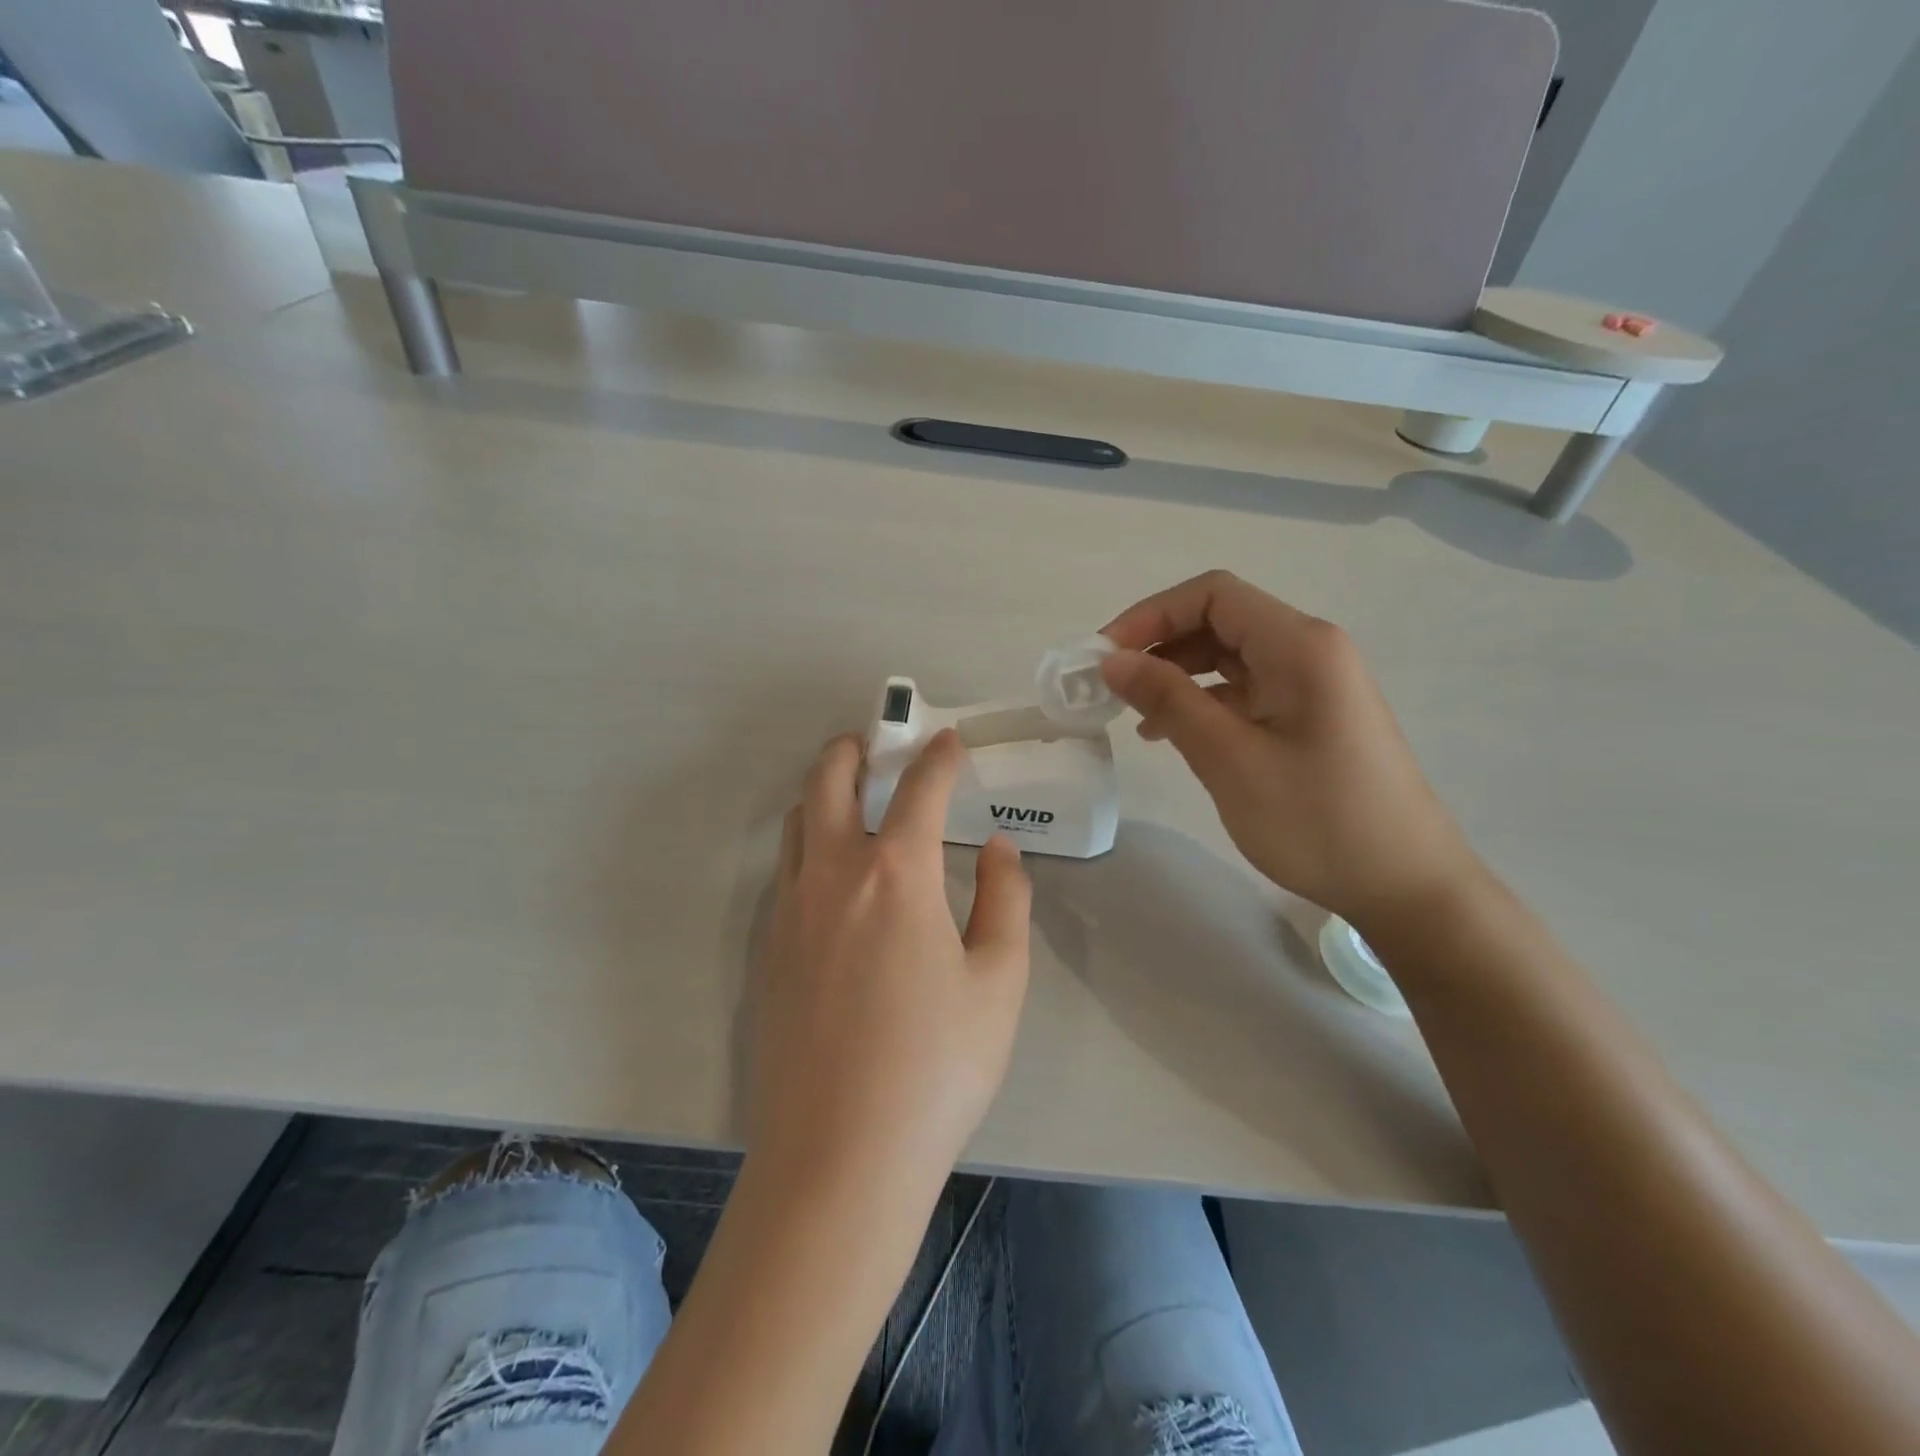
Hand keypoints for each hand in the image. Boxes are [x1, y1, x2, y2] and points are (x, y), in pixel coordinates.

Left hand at [747, 730, 1030, 1195]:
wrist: (838, 1158)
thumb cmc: (936, 1068)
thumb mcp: (999, 982)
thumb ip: (1005, 900)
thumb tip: (996, 848)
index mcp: (895, 875)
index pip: (918, 790)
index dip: (938, 757)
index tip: (949, 740)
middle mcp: (831, 876)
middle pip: (828, 782)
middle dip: (853, 751)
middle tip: (875, 745)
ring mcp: (788, 912)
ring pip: (798, 824)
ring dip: (824, 794)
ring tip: (854, 801)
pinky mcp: (766, 950)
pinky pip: (785, 872)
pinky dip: (810, 846)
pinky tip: (834, 879)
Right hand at [1100, 570, 1480, 928]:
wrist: (1406, 886)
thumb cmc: (1317, 820)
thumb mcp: (1230, 758)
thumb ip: (1169, 700)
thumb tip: (1112, 660)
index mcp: (1299, 646)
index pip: (1212, 595)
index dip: (1151, 614)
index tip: (1105, 656)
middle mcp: (1310, 650)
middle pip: (1220, 620)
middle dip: (1159, 644)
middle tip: (1109, 685)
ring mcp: (1313, 684)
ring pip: (1229, 656)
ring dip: (1177, 674)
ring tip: (1133, 713)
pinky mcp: (1310, 716)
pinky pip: (1245, 690)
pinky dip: (1203, 701)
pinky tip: (1172, 734)